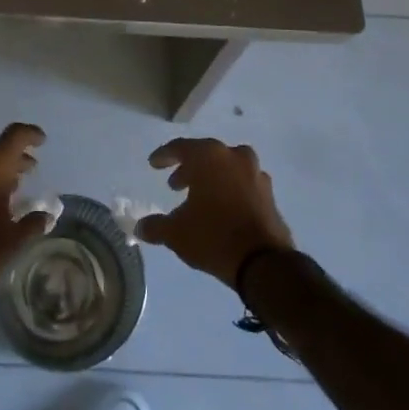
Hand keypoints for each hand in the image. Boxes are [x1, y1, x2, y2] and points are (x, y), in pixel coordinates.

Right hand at [135, 137, 294, 285]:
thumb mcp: (176, 233)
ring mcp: (255, 174)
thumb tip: (140, 227)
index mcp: (209, 157)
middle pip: (206, 155)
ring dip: (212, 177)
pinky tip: (223, 208)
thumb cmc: (213, 236)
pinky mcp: (269, 194)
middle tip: (175, 184)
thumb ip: (155, 226)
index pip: (180, 147)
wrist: (263, 261)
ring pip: (228, 167)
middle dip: (189, 168)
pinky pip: (243, 183)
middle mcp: (234, 157)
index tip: (153, 164)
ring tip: (200, 197)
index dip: (164, 156)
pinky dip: (231, 189)